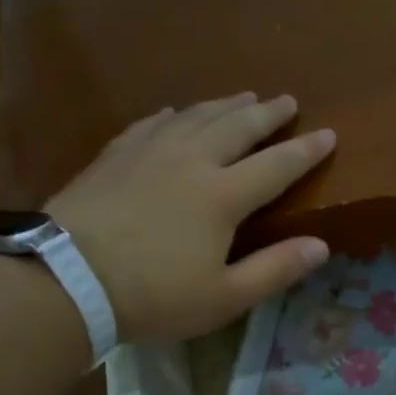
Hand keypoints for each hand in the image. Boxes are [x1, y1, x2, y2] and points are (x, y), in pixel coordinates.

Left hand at [47, 93, 334, 342]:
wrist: (67, 278)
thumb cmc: (155, 296)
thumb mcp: (225, 297)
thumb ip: (275, 269)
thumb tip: (321, 246)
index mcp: (223, 196)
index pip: (276, 165)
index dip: (305, 151)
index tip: (329, 135)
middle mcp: (191, 160)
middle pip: (237, 127)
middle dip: (267, 114)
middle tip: (288, 101)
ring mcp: (149, 152)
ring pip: (195, 116)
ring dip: (225, 105)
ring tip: (244, 97)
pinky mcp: (115, 155)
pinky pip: (151, 122)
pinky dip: (174, 115)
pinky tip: (176, 112)